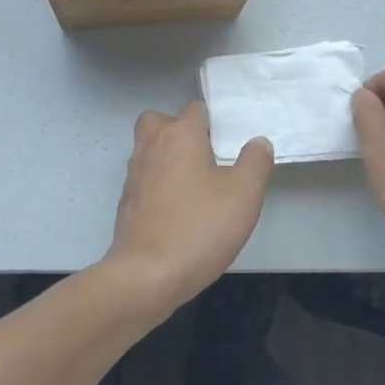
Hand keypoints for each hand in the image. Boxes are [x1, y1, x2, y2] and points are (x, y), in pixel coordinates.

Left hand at [102, 102, 273, 320]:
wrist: (146, 275)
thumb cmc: (199, 228)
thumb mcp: (244, 194)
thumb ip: (255, 162)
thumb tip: (258, 142)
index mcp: (179, 135)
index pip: (195, 109)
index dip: (213, 121)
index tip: (229, 142)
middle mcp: (151, 147)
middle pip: (159, 121)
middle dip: (179, 130)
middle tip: (204, 155)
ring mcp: (133, 175)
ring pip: (149, 150)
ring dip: (168, 158)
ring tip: (195, 184)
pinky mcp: (126, 203)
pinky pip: (144, 180)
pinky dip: (158, 185)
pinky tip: (178, 209)